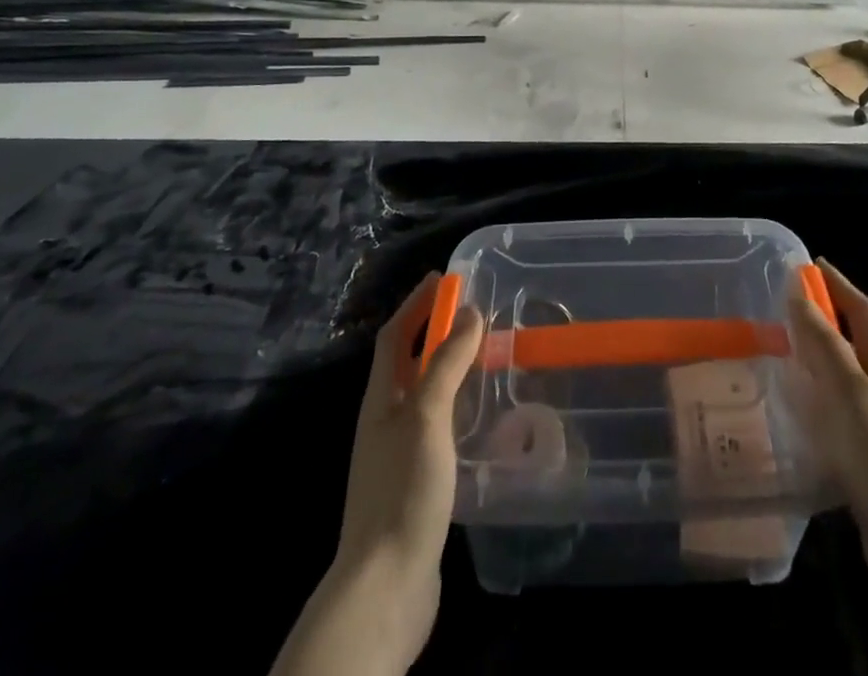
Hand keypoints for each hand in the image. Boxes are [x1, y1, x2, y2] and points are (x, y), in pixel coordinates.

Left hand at [276, 273, 481, 675]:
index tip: (446, 278)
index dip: (417, 303)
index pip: (395, 335)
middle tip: (476, 313)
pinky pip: (438, 426)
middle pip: (408, 362)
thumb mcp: (426, 417)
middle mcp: (386, 420)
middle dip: (436, 331)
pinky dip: (458, 407)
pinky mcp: (417, 483)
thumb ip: (445, 363)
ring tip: (486, 356)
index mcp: (381, 399)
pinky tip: (482, 417)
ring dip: (449, 368)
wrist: (385, 589)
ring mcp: (400, 454)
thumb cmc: (403, 491)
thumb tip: (468, 311)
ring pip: (425, 394)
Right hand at [789, 259, 867, 644]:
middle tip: (777, 313)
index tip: (809, 264)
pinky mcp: (865, 468)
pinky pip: (834, 424)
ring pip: (840, 386)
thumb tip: (799, 290)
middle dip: (821, 323)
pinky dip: (811, 412)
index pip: (864, 312)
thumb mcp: (852, 392)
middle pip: (852, 346)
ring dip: (811, 367)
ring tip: (771, 361)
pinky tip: (786, 422)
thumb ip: (825, 344)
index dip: (839, 284)